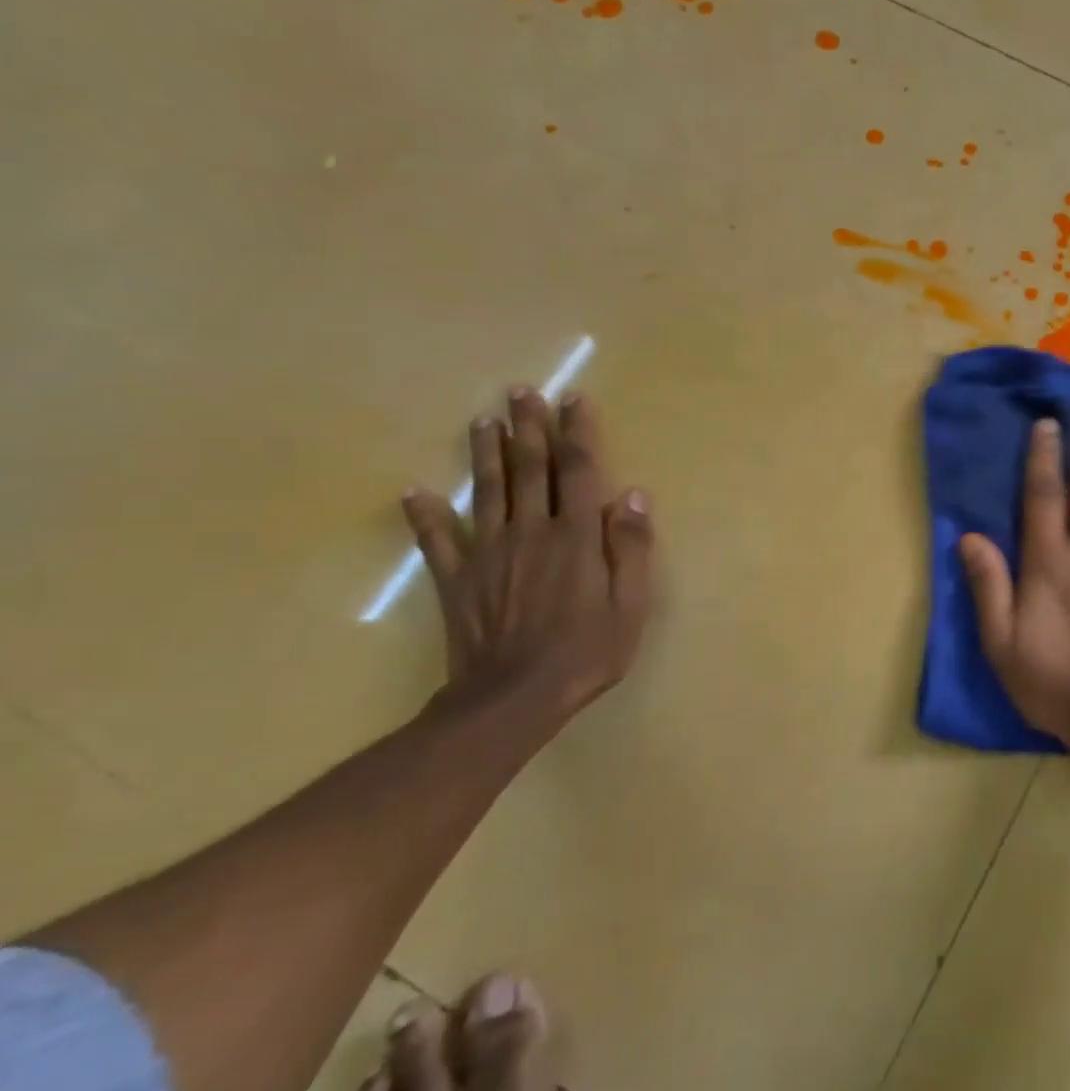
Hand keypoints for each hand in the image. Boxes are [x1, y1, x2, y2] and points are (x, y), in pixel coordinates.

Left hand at [401, 388, 655, 718]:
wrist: (515, 698)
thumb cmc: (587, 651)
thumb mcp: (631, 604)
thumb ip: (632, 547)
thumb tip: (634, 494)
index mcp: (576, 536)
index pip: (578, 471)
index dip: (577, 432)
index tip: (573, 399)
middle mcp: (531, 531)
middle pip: (529, 469)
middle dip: (528, 427)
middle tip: (521, 391)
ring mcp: (489, 552)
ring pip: (486, 491)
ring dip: (486, 453)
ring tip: (484, 420)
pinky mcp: (457, 578)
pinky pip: (438, 540)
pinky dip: (425, 515)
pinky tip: (414, 492)